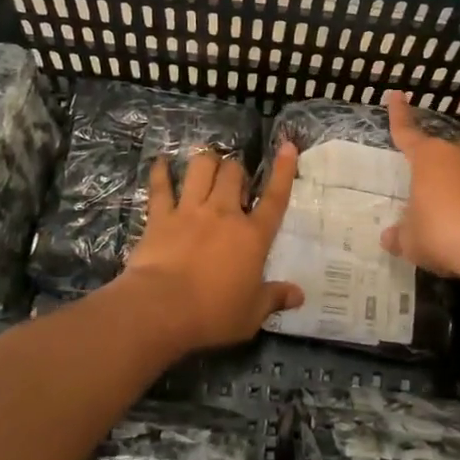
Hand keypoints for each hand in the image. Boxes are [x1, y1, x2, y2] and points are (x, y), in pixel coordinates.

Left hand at [123, 145, 304, 351]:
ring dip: (206, 162)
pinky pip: (161, 187)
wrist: (162, 308)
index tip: (288, 146)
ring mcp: (190, 211)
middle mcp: (223, 214)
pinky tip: (159, 162)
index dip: (283, 171)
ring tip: (207, 164)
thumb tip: (299, 295)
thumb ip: (275, 298)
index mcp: (252, 236)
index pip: (275, 198)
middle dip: (236, 170)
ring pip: (201, 169)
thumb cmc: (213, 314)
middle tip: (235, 182)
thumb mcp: (251, 314)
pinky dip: (160, 173)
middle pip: (233, 174)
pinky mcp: (161, 217)